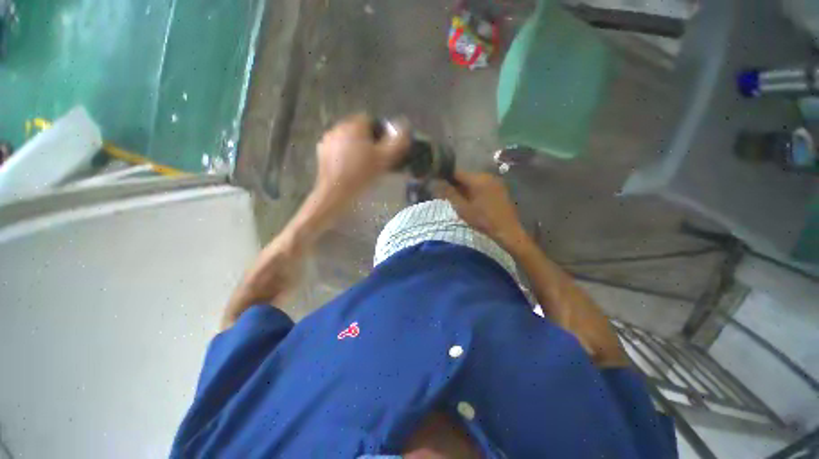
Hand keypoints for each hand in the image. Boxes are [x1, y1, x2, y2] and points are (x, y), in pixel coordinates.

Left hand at [315, 113, 409, 198]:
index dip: (378, 133)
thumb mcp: (385, 159)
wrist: (336, 190)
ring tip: (359, 164)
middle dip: (365, 139)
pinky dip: (342, 153)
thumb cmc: (362, 173)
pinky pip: (336, 147)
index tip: (381, 148)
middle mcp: (339, 127)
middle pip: (356, 129)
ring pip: (346, 138)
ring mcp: (328, 139)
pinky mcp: (321, 151)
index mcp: (355, 126)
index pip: (369, 120)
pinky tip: (347, 167)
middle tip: (372, 158)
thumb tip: (403, 126)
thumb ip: (397, 141)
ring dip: (353, 145)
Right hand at [436, 172, 529, 250]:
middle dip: (456, 185)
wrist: (507, 231)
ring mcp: (495, 182)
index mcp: (478, 179)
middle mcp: (487, 176)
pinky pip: (482, 186)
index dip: (446, 178)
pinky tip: (472, 202)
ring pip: (474, 181)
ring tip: (459, 201)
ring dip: (465, 189)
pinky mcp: (500, 189)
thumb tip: (436, 182)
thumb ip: (449, 193)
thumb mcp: (462, 208)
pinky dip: (474, 191)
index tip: (438, 186)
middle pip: (466, 176)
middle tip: (448, 197)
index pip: (457, 172)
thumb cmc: (483, 220)